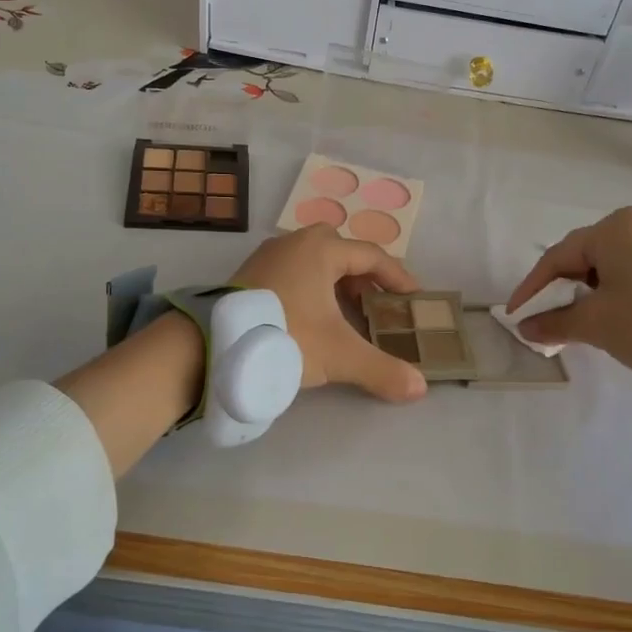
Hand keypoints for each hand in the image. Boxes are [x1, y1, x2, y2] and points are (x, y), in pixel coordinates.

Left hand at [229, 225, 427, 402]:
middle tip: (375, 305)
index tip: (412, 299)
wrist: (211, 345)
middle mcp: (293, 244)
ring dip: (335, 283)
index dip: (397, 277)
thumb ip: (381, 370)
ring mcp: (267, 257)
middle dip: (362, 276)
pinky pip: (292, 272)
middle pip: (340, 250)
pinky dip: (311, 289)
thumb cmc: (284, 336)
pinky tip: (310, 320)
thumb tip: (419, 388)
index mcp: (320, 250)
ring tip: (345, 316)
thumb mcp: (337, 355)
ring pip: (313, 261)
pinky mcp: (249, 275)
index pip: (371, 256)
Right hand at [504, 207, 631, 372]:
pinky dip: (618, 288)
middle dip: (562, 287)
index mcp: (615, 228)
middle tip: (545, 315)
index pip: (559, 257)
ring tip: (578, 318)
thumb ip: (554, 322)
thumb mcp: (595, 324)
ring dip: (590, 290)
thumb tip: (524, 327)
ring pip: (613, 263)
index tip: (515, 314)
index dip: (532, 288)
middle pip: (586, 256)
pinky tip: (613, 311)